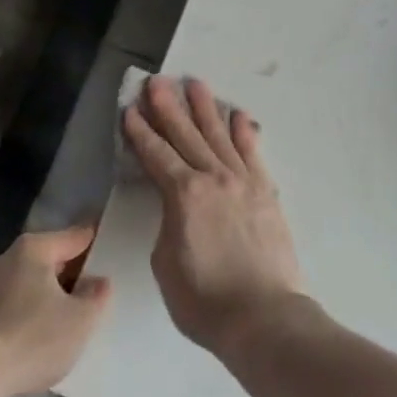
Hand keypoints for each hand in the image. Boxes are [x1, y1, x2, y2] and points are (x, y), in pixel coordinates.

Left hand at [0, 228, 110, 396]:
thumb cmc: (31, 338)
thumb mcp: (80, 320)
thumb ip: (96, 296)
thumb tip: (98, 282)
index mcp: (36, 248)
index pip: (76, 236)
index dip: (97, 240)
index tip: (112, 244)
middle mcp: (9, 258)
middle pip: (51, 259)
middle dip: (72, 272)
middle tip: (95, 288)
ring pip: (31, 284)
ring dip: (50, 296)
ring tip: (70, 316)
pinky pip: (15, 306)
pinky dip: (30, 315)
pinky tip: (40, 337)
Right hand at [122, 76, 304, 357]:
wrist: (264, 315)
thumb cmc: (205, 300)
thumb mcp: (166, 263)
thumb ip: (169, 224)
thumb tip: (176, 207)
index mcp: (183, 195)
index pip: (156, 155)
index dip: (140, 132)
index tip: (130, 109)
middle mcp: (213, 177)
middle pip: (186, 134)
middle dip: (168, 107)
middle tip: (157, 81)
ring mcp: (242, 180)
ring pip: (219, 134)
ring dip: (205, 108)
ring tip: (195, 83)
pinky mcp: (265, 190)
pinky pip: (252, 152)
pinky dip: (244, 131)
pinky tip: (238, 114)